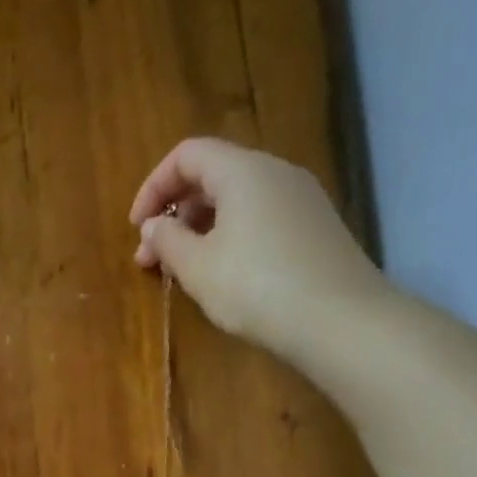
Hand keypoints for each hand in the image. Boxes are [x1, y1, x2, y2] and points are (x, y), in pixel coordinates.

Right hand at [128, 138, 388, 358]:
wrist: (339, 321)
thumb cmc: (256, 288)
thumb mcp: (198, 267)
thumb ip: (167, 241)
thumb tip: (153, 227)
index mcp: (243, 171)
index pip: (187, 155)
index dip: (153, 187)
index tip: (136, 229)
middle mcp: (276, 173)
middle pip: (212, 175)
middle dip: (174, 213)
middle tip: (150, 258)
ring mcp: (301, 200)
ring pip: (236, 200)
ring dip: (199, 229)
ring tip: (181, 271)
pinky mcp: (314, 228)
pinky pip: (259, 218)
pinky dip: (228, 237)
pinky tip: (220, 275)